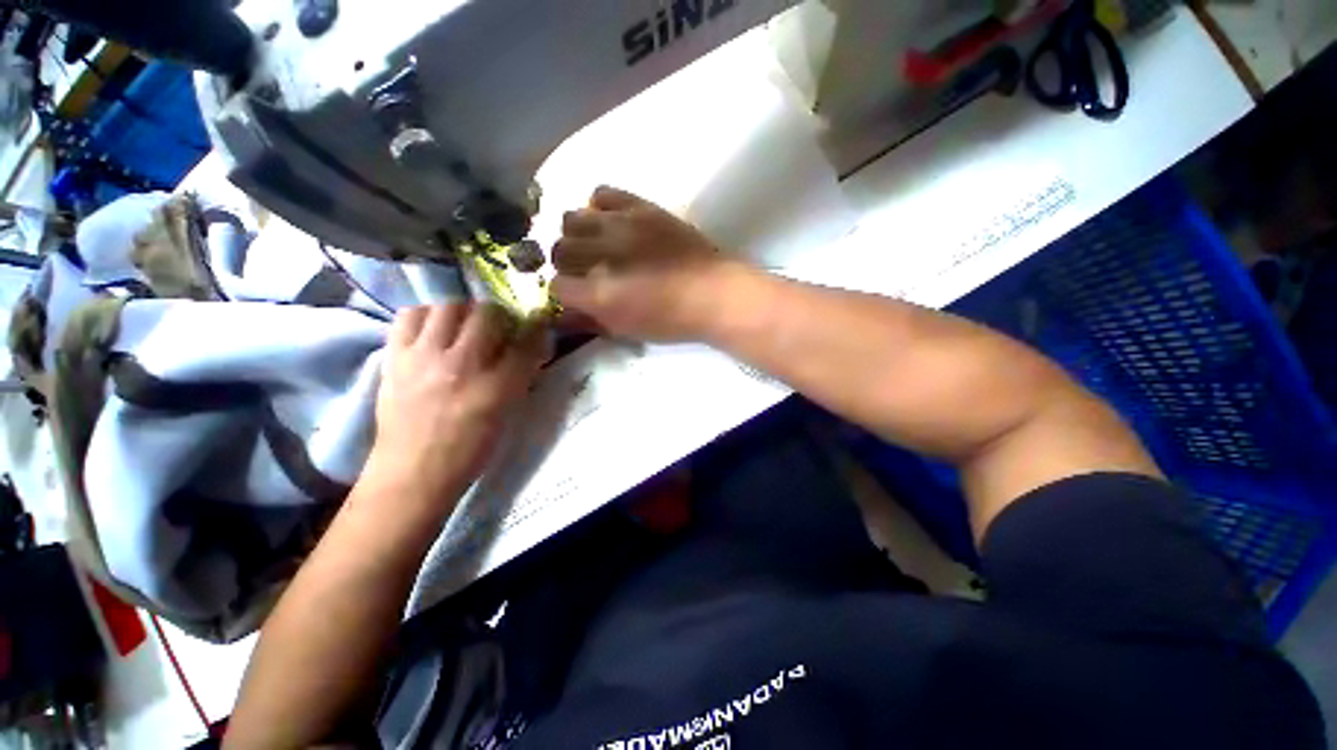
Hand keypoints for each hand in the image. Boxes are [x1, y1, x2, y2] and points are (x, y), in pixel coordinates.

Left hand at [366, 304, 545, 510]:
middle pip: (488, 314)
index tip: (537, 322)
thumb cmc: (470, 450)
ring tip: (464, 327)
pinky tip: (433, 331)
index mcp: (497, 387)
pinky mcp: (395, 357)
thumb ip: (521, 376)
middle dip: (501, 316)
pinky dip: (426, 315)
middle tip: (499, 328)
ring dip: (464, 311)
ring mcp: (424, 357)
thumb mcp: (508, 414)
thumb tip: (531, 345)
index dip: (537, 326)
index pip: (526, 340)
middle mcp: (462, 365)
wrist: (413, 472)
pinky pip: (410, 314)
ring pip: (450, 306)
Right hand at [551, 186, 741, 341]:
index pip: (557, 286)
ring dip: (578, 234)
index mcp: (600, 294)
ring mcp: (621, 225)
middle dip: (567, 263)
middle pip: (559, 249)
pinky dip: (599, 207)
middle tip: (585, 271)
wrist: (715, 293)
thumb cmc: (673, 320)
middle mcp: (603, 255)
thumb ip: (593, 320)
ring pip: (572, 218)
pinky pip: (602, 193)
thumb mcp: (629, 330)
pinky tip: (611, 222)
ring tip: (596, 244)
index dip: (565, 292)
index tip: (577, 295)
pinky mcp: (641, 206)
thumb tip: (567, 312)